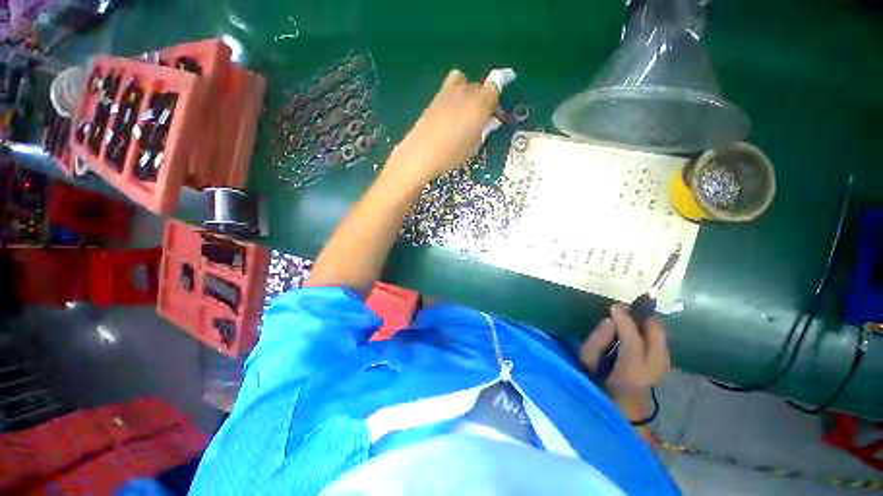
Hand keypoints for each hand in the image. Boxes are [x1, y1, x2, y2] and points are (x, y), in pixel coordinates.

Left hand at [384, 69, 499, 187]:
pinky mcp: (436, 96)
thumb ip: (484, 128)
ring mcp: (449, 91)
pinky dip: (455, 93)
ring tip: (465, 113)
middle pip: (480, 87)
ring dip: (469, 95)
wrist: (422, 152)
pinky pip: (451, 86)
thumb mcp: (474, 144)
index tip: (496, 113)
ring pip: (465, 84)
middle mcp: (466, 91)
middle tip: (481, 120)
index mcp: (480, 103)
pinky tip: (451, 111)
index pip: (496, 86)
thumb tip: (488, 120)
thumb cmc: (452, 153)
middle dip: (484, 100)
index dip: (497, 98)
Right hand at [580, 304, 670, 399]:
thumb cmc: (598, 387)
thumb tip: (610, 320)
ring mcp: (662, 367)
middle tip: (625, 310)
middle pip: (658, 334)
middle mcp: (654, 369)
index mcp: (631, 372)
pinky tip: (637, 331)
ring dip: (646, 323)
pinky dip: (649, 331)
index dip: (625, 320)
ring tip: (629, 319)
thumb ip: (597, 342)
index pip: (633, 340)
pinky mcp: (663, 364)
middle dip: (643, 317)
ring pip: (661, 335)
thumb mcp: (588, 366)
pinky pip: (659, 339)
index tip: (614, 306)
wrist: (622, 412)